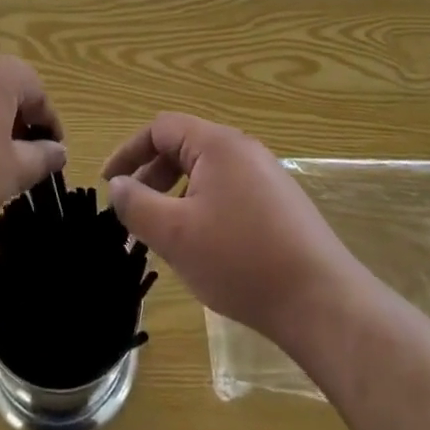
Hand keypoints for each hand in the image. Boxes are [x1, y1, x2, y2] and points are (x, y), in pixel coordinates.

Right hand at [103, 113, 360, 350]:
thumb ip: (137, 205)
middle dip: (151, 176)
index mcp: (217, 144)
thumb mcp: (176, 234)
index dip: (129, 152)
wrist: (321, 300)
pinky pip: (228, 192)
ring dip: (175, 196)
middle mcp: (243, 150)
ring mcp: (266, 176)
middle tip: (132, 213)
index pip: (161, 128)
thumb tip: (118, 186)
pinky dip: (202, 208)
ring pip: (206, 173)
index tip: (109, 184)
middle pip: (184, 147)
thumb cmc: (240, 260)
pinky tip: (202, 247)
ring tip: (163, 234)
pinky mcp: (280, 204)